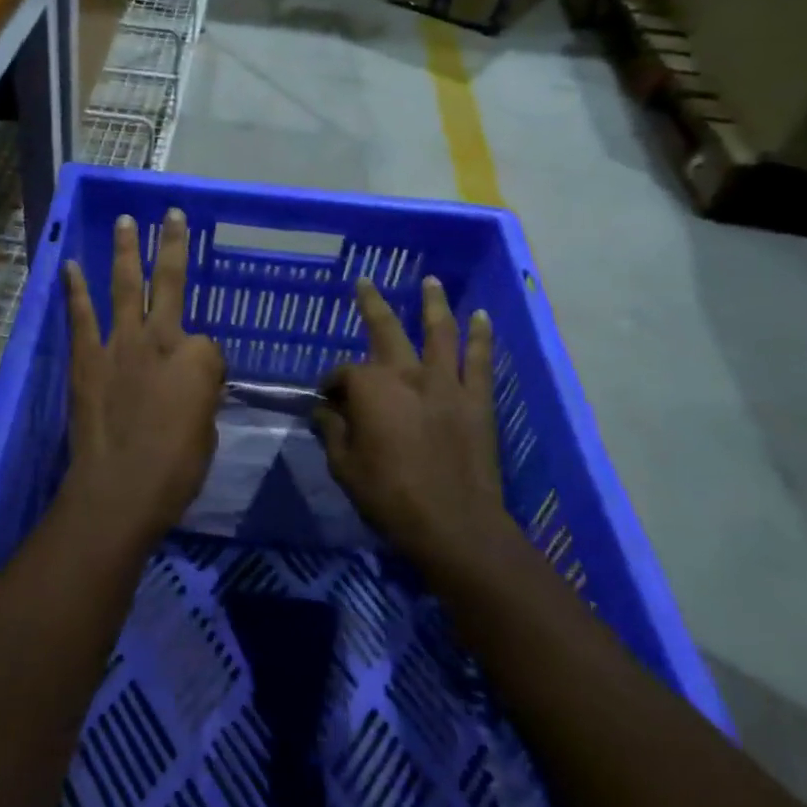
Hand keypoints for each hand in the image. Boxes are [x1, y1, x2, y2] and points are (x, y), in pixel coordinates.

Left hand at [62, 209, 225, 547]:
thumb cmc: (175, 470)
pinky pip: (81, 316)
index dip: (204, 366)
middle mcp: (162, 339)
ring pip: (126, 286)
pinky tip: (70, 265)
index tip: (196, 390)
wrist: (119, 489)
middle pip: (171, 282)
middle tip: (172, 214)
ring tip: (125, 221)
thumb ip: (200, 397)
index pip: (208, 344)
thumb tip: (190, 387)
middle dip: (172, 245)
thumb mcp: (207, 432)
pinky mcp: (87, 357)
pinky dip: (75, 289)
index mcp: (200, 360)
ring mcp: (121, 344)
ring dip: (126, 251)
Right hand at [316, 277, 508, 572]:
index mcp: (370, 389)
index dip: (331, 385)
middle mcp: (406, 374)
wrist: (455, 526)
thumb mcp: (344, 467)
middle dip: (371, 303)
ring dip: (433, 303)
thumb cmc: (390, 497)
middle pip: (385, 329)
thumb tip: (324, 411)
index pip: (343, 374)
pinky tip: (482, 316)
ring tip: (431, 280)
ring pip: (439, 331)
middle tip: (364, 282)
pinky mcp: (476, 400)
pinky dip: (481, 337)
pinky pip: (480, 360)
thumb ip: (332, 432)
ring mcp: (446, 383)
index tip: (328, 402)